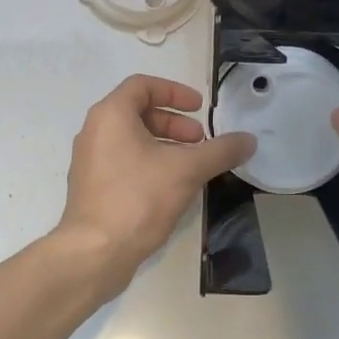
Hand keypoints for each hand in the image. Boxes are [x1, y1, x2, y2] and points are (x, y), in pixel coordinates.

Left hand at [54, 75, 255, 296]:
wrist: (94, 253)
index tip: (200, 108)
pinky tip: (172, 187)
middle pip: (138, 112)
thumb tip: (249, 140)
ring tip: (192, 165)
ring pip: (132, 139)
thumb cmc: (138, 198)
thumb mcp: (187, 170)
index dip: (174, 92)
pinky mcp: (91, 187)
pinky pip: (123, 161)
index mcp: (110, 115)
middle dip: (174, 123)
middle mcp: (94, 131)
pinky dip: (149, 163)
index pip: (142, 85)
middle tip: (200, 140)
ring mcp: (89, 161)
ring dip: (164, 144)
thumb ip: (220, 150)